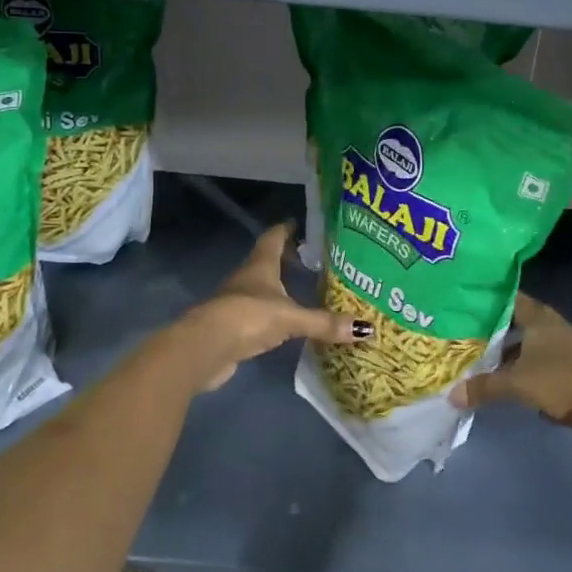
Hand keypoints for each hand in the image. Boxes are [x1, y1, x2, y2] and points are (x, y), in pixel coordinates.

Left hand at [178, 224, 368, 391]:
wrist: (204, 348)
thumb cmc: (248, 317)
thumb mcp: (291, 318)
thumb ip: (325, 323)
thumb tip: (367, 329)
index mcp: (261, 265)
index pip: (274, 237)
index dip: (287, 229)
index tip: (301, 223)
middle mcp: (247, 278)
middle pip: (268, 261)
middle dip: (287, 258)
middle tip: (313, 259)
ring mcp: (237, 302)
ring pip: (262, 287)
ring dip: (279, 286)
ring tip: (304, 289)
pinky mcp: (233, 327)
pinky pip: (258, 313)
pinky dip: (272, 312)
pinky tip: (286, 321)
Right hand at [449, 293, 571, 453]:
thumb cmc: (562, 380)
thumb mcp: (517, 382)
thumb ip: (484, 386)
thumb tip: (451, 394)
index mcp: (538, 316)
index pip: (506, 298)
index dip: (483, 299)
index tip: (457, 302)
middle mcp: (546, 328)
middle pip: (509, 324)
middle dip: (484, 331)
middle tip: (452, 334)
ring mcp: (555, 351)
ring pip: (518, 348)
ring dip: (497, 355)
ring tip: (465, 359)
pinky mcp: (559, 374)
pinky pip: (527, 368)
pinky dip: (511, 373)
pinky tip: (490, 382)